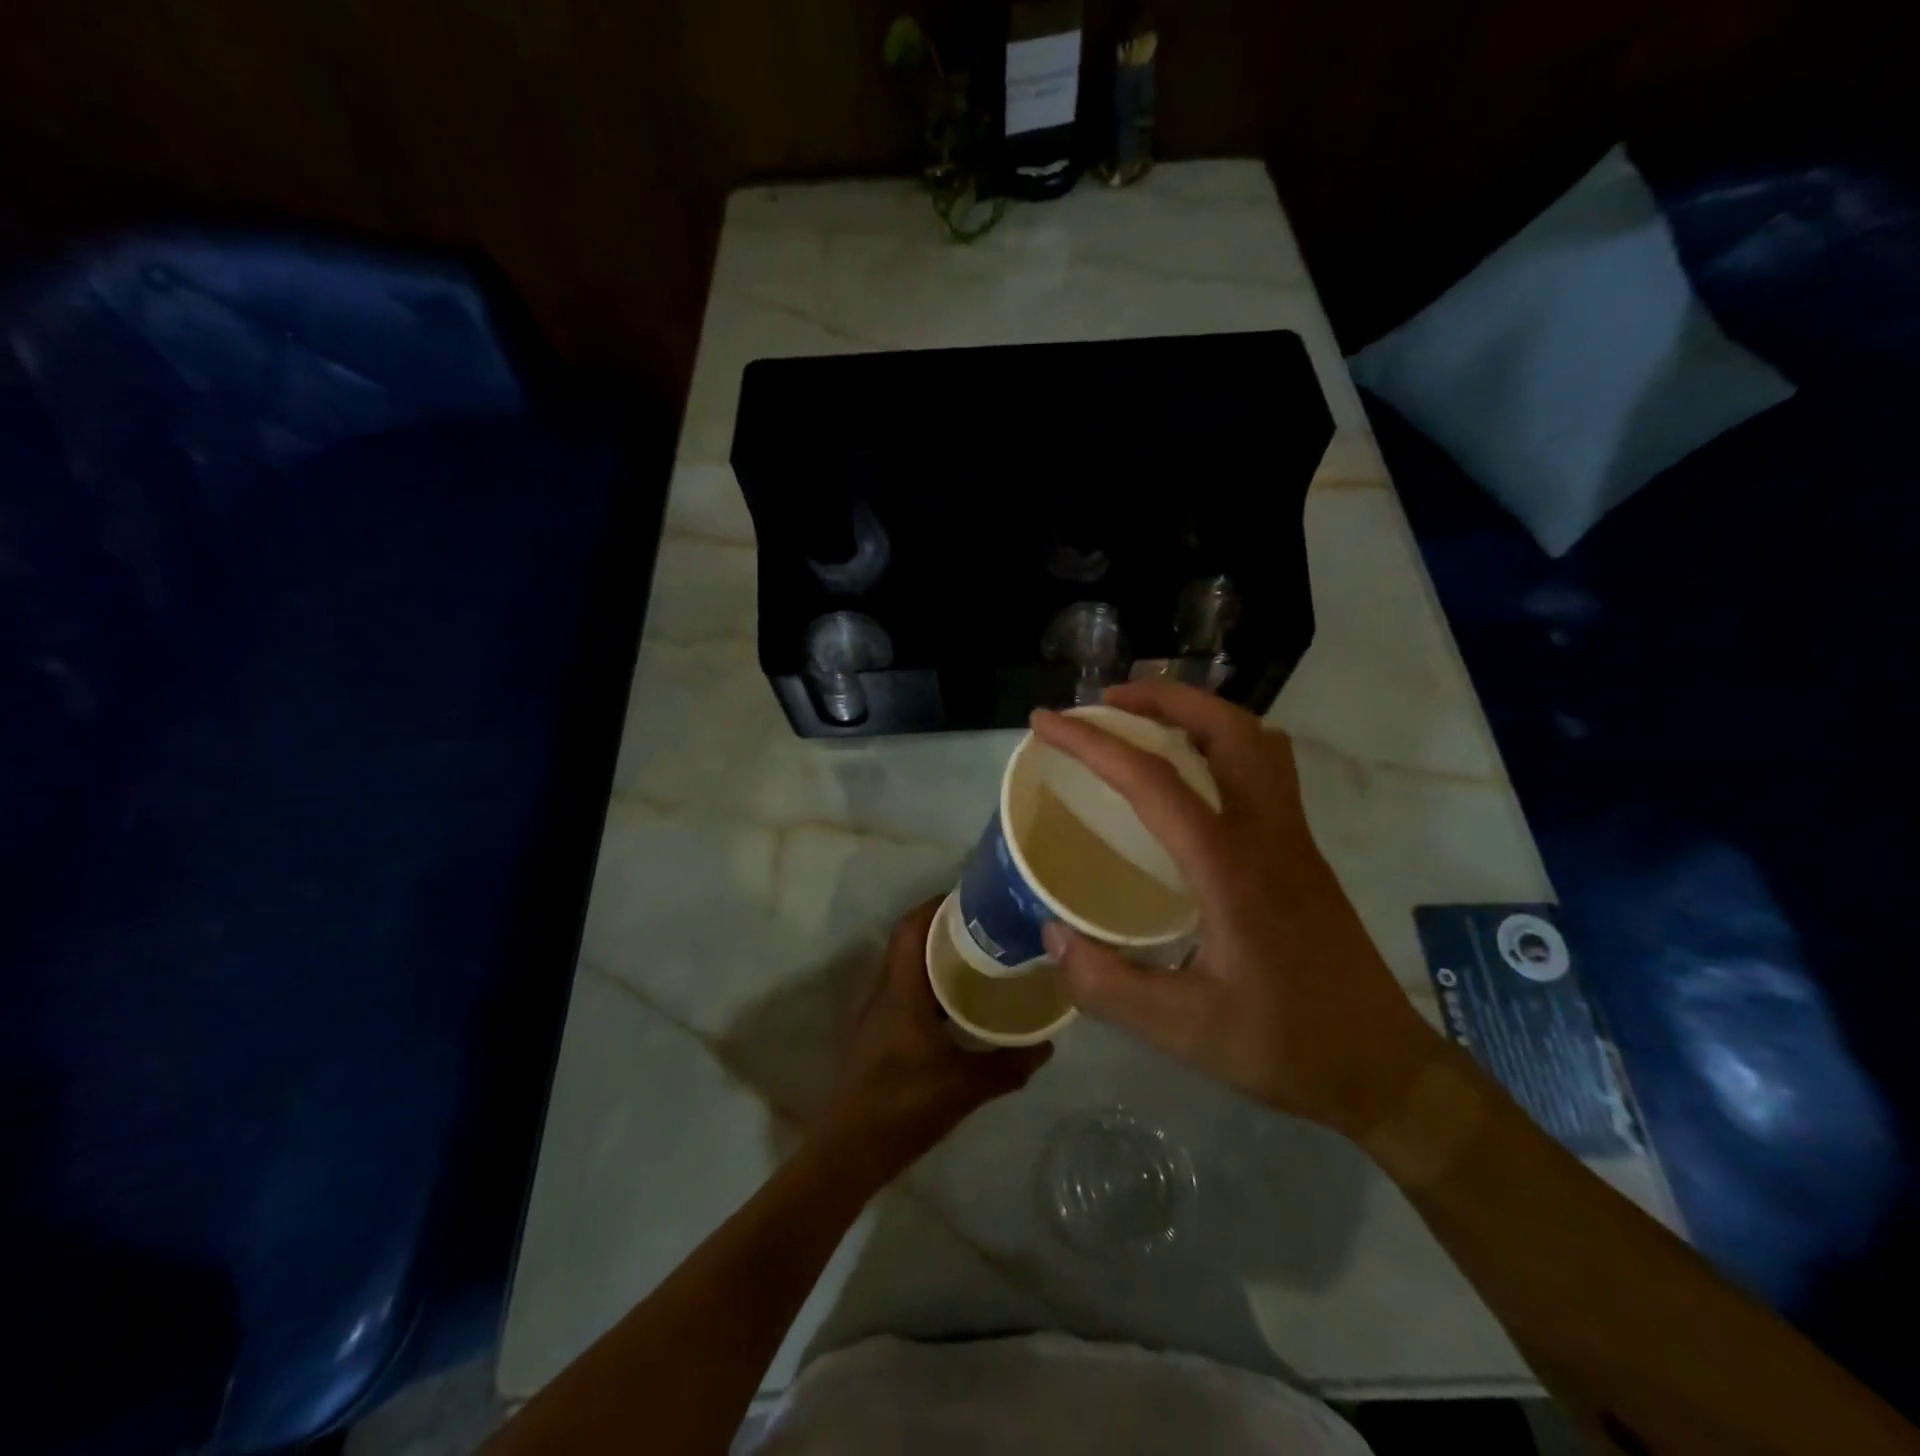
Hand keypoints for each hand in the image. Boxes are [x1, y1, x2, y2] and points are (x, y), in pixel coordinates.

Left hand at [815, 899, 1051, 1180]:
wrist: (849, 1152)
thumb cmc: (903, 1107)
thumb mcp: (965, 1087)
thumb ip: (1008, 1065)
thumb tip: (1047, 1046)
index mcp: (900, 991)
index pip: (911, 928)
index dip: (937, 906)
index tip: (972, 899)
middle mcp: (883, 992)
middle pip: (908, 942)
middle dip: (943, 929)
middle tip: (986, 928)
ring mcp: (875, 1014)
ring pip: (905, 968)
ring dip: (935, 958)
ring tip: (978, 959)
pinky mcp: (874, 1034)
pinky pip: (903, 992)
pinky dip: (928, 986)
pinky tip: (957, 1006)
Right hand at [1031, 682, 1439, 1138]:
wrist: (1383, 1066)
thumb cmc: (1284, 1045)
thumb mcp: (1182, 1031)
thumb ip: (1107, 984)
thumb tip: (1053, 932)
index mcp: (1230, 868)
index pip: (1153, 781)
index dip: (1093, 744)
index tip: (1045, 723)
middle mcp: (1267, 834)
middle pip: (1225, 728)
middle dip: (1162, 698)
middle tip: (1106, 703)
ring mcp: (1293, 837)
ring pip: (1255, 739)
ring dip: (1198, 713)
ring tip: (1146, 722)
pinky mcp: (1302, 849)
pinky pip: (1265, 766)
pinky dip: (1222, 742)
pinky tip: (1191, 776)